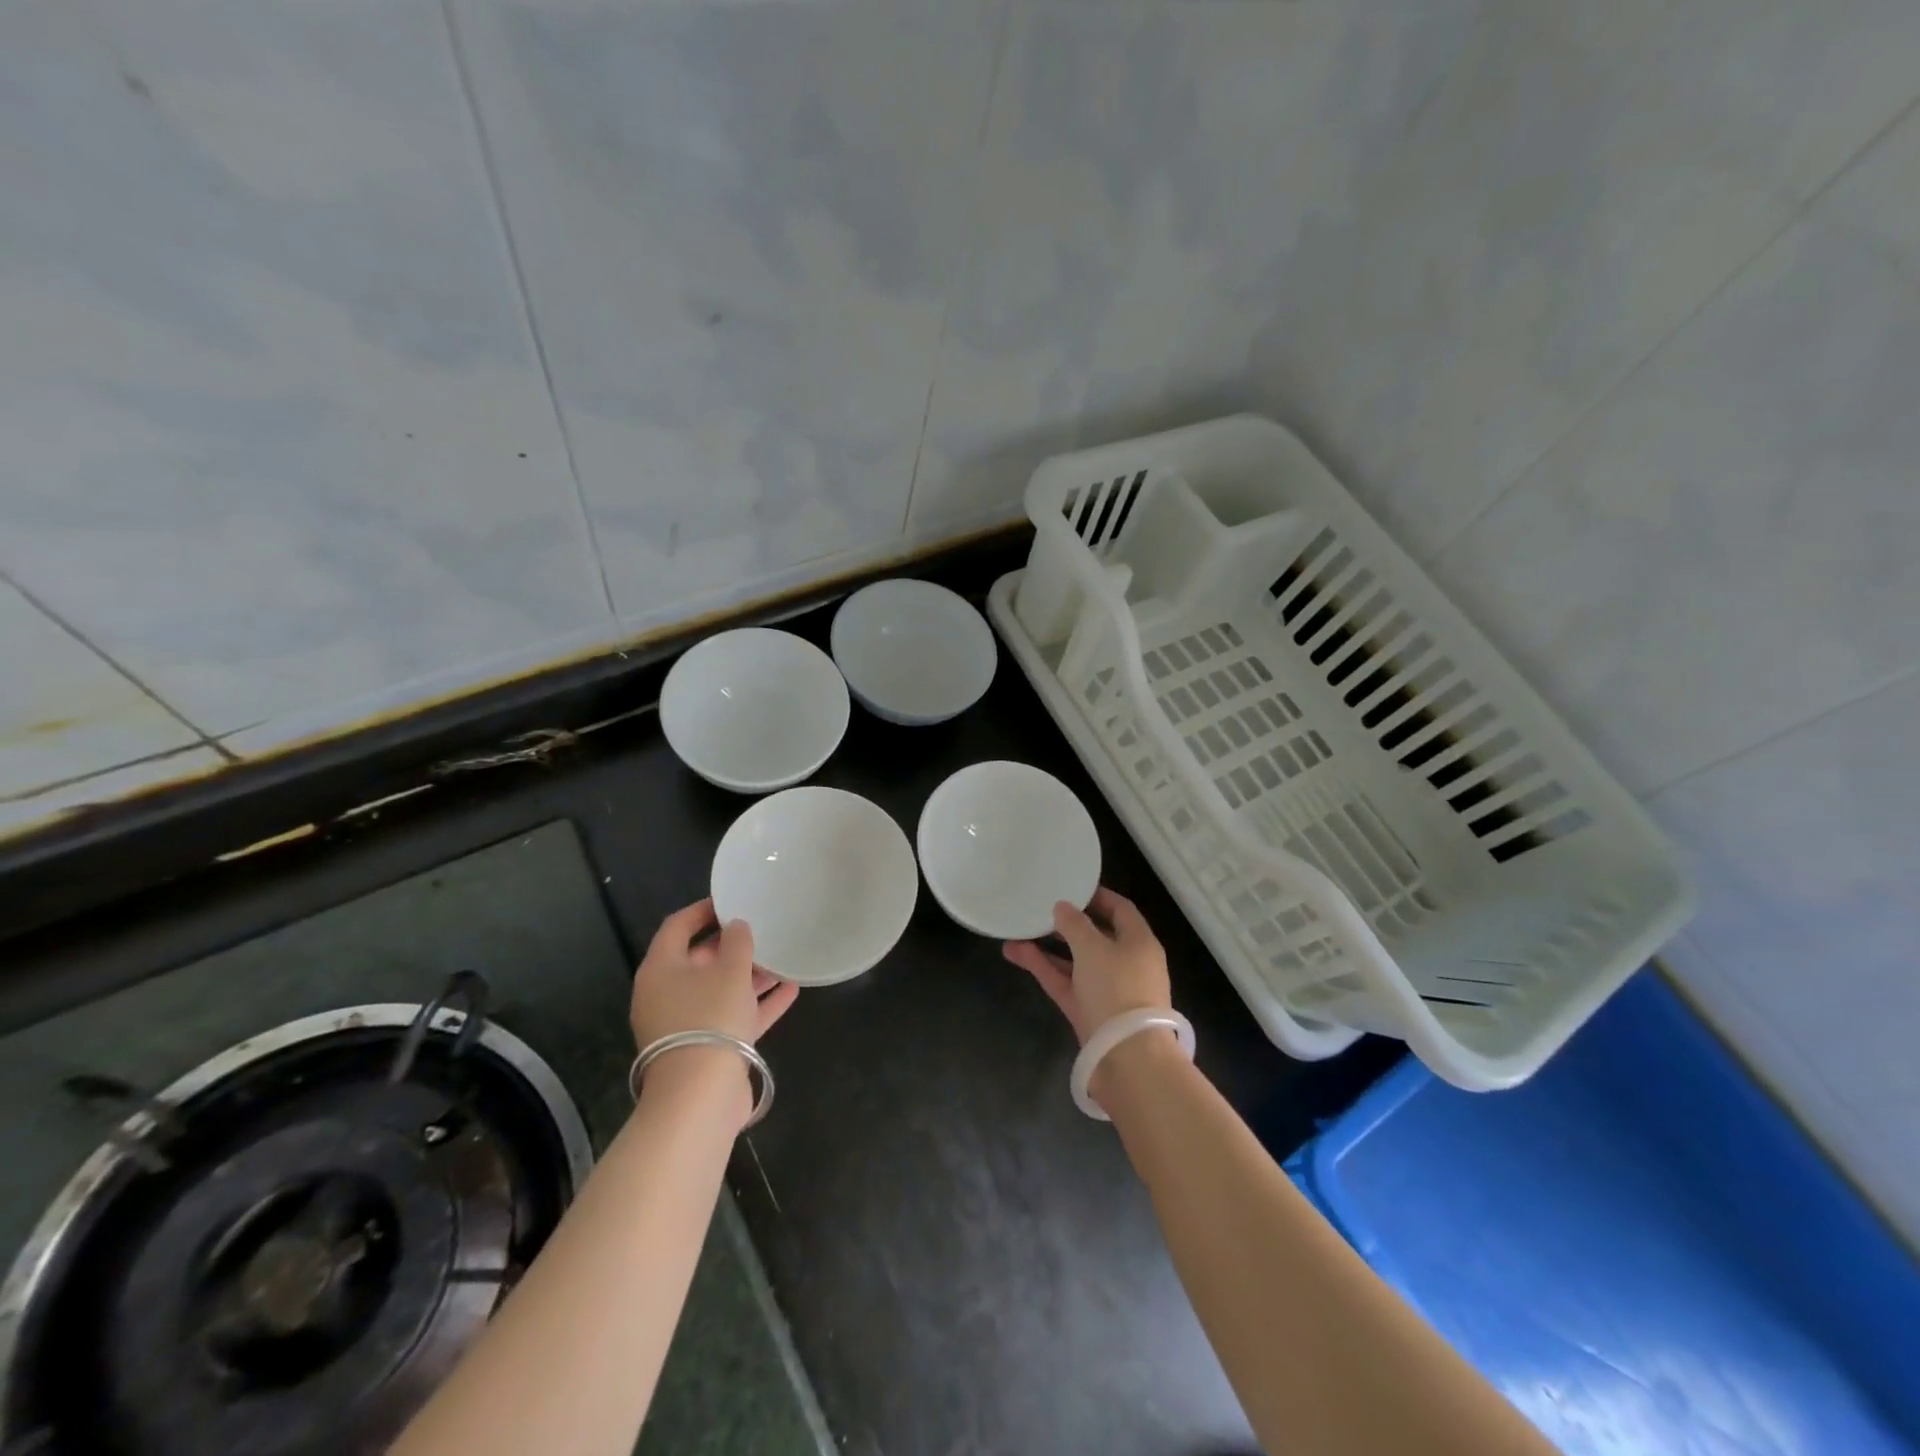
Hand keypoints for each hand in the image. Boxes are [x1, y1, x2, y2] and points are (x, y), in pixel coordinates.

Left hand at [630, 898, 799, 1053]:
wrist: (701, 1097)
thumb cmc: (710, 1018)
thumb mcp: (729, 971)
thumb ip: (737, 942)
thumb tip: (737, 926)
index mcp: (661, 970)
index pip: (678, 926)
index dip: (704, 910)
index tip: (732, 900)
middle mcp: (667, 995)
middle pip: (699, 959)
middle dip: (732, 945)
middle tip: (762, 929)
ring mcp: (686, 1025)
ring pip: (719, 990)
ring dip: (749, 975)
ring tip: (782, 957)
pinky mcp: (707, 1049)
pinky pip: (734, 1016)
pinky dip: (758, 1004)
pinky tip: (790, 990)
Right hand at [1002, 886, 1170, 1044]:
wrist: (1127, 1058)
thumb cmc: (1117, 989)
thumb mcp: (1093, 948)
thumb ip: (1075, 924)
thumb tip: (1063, 907)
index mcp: (1139, 942)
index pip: (1120, 909)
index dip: (1097, 896)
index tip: (1070, 886)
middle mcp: (1126, 963)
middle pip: (1095, 935)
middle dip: (1067, 922)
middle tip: (1040, 908)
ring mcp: (1106, 989)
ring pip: (1075, 960)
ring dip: (1048, 946)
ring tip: (1017, 930)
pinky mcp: (1088, 1011)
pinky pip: (1065, 981)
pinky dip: (1044, 967)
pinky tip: (1017, 952)